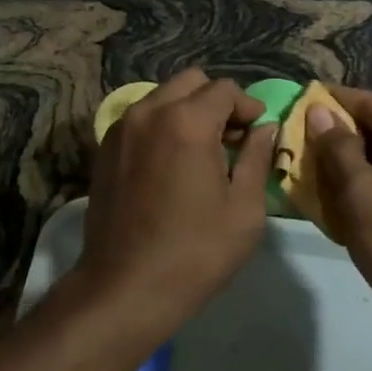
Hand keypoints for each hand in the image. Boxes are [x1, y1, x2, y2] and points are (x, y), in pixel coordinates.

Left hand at [77, 69, 276, 347]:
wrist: (124, 288)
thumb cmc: (194, 253)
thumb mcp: (244, 210)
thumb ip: (258, 158)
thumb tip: (265, 128)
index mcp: (187, 121)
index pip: (225, 89)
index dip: (248, 106)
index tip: (257, 133)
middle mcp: (150, 110)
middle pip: (192, 82)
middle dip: (217, 101)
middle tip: (231, 138)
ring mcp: (123, 126)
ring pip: (164, 95)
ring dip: (188, 110)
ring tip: (201, 151)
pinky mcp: (106, 145)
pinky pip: (142, 116)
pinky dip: (162, 124)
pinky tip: (171, 162)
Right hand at [310, 86, 371, 357]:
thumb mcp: (361, 191)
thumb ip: (337, 148)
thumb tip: (319, 111)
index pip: (368, 103)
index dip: (330, 99)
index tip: (294, 100)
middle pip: (371, 134)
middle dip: (330, 139)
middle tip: (288, 143)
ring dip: (338, 171)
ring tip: (297, 175)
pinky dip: (354, 198)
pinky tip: (324, 210)